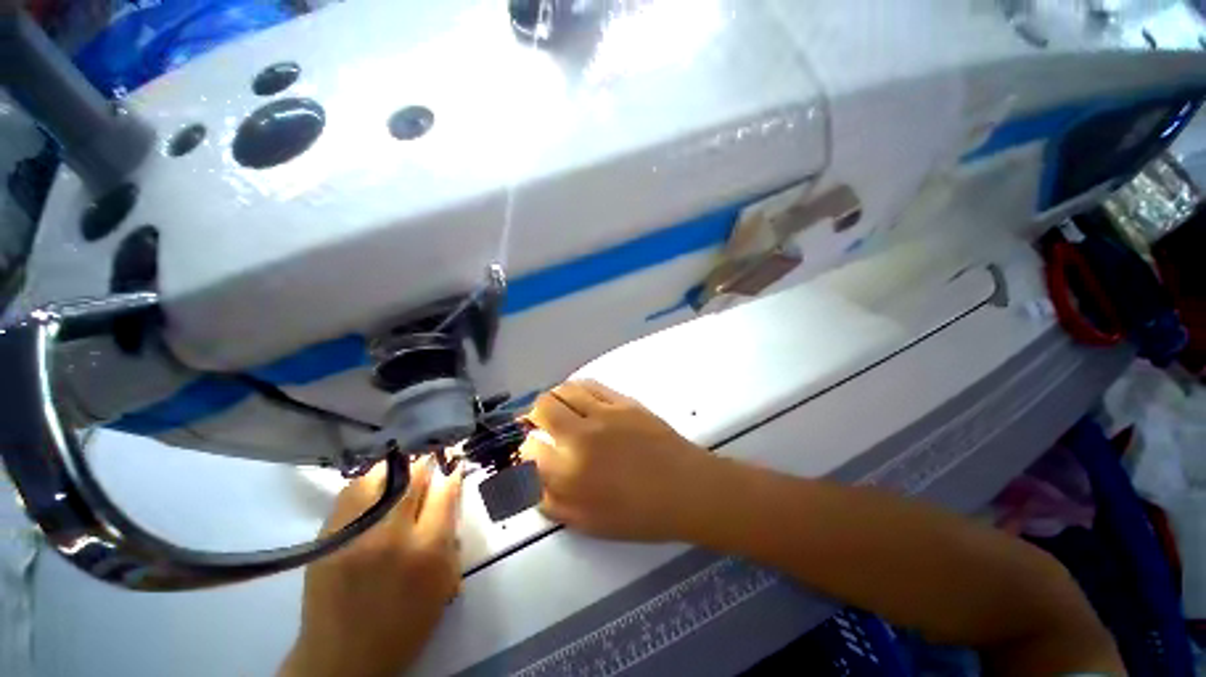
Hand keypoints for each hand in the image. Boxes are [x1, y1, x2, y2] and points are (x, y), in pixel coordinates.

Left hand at [280, 458, 461, 676]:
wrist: (342, 658)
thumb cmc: (405, 625)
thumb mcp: (443, 584)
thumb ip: (451, 539)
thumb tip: (449, 501)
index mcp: (428, 550)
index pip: (445, 492)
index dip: (452, 472)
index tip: (454, 464)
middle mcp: (393, 535)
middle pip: (414, 478)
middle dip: (426, 464)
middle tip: (431, 458)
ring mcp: (355, 534)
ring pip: (380, 478)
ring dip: (397, 467)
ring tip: (404, 465)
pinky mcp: (328, 537)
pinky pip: (350, 493)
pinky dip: (368, 481)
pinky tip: (376, 482)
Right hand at [521, 380, 715, 541]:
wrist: (685, 488)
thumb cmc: (638, 514)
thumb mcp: (586, 522)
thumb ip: (551, 502)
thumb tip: (530, 479)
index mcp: (569, 473)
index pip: (529, 449)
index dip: (525, 451)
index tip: (532, 453)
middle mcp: (581, 436)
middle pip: (542, 408)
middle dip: (533, 416)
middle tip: (539, 425)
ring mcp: (604, 413)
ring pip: (564, 390)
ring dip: (554, 398)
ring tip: (558, 409)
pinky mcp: (623, 401)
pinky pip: (590, 385)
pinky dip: (577, 389)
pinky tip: (580, 399)